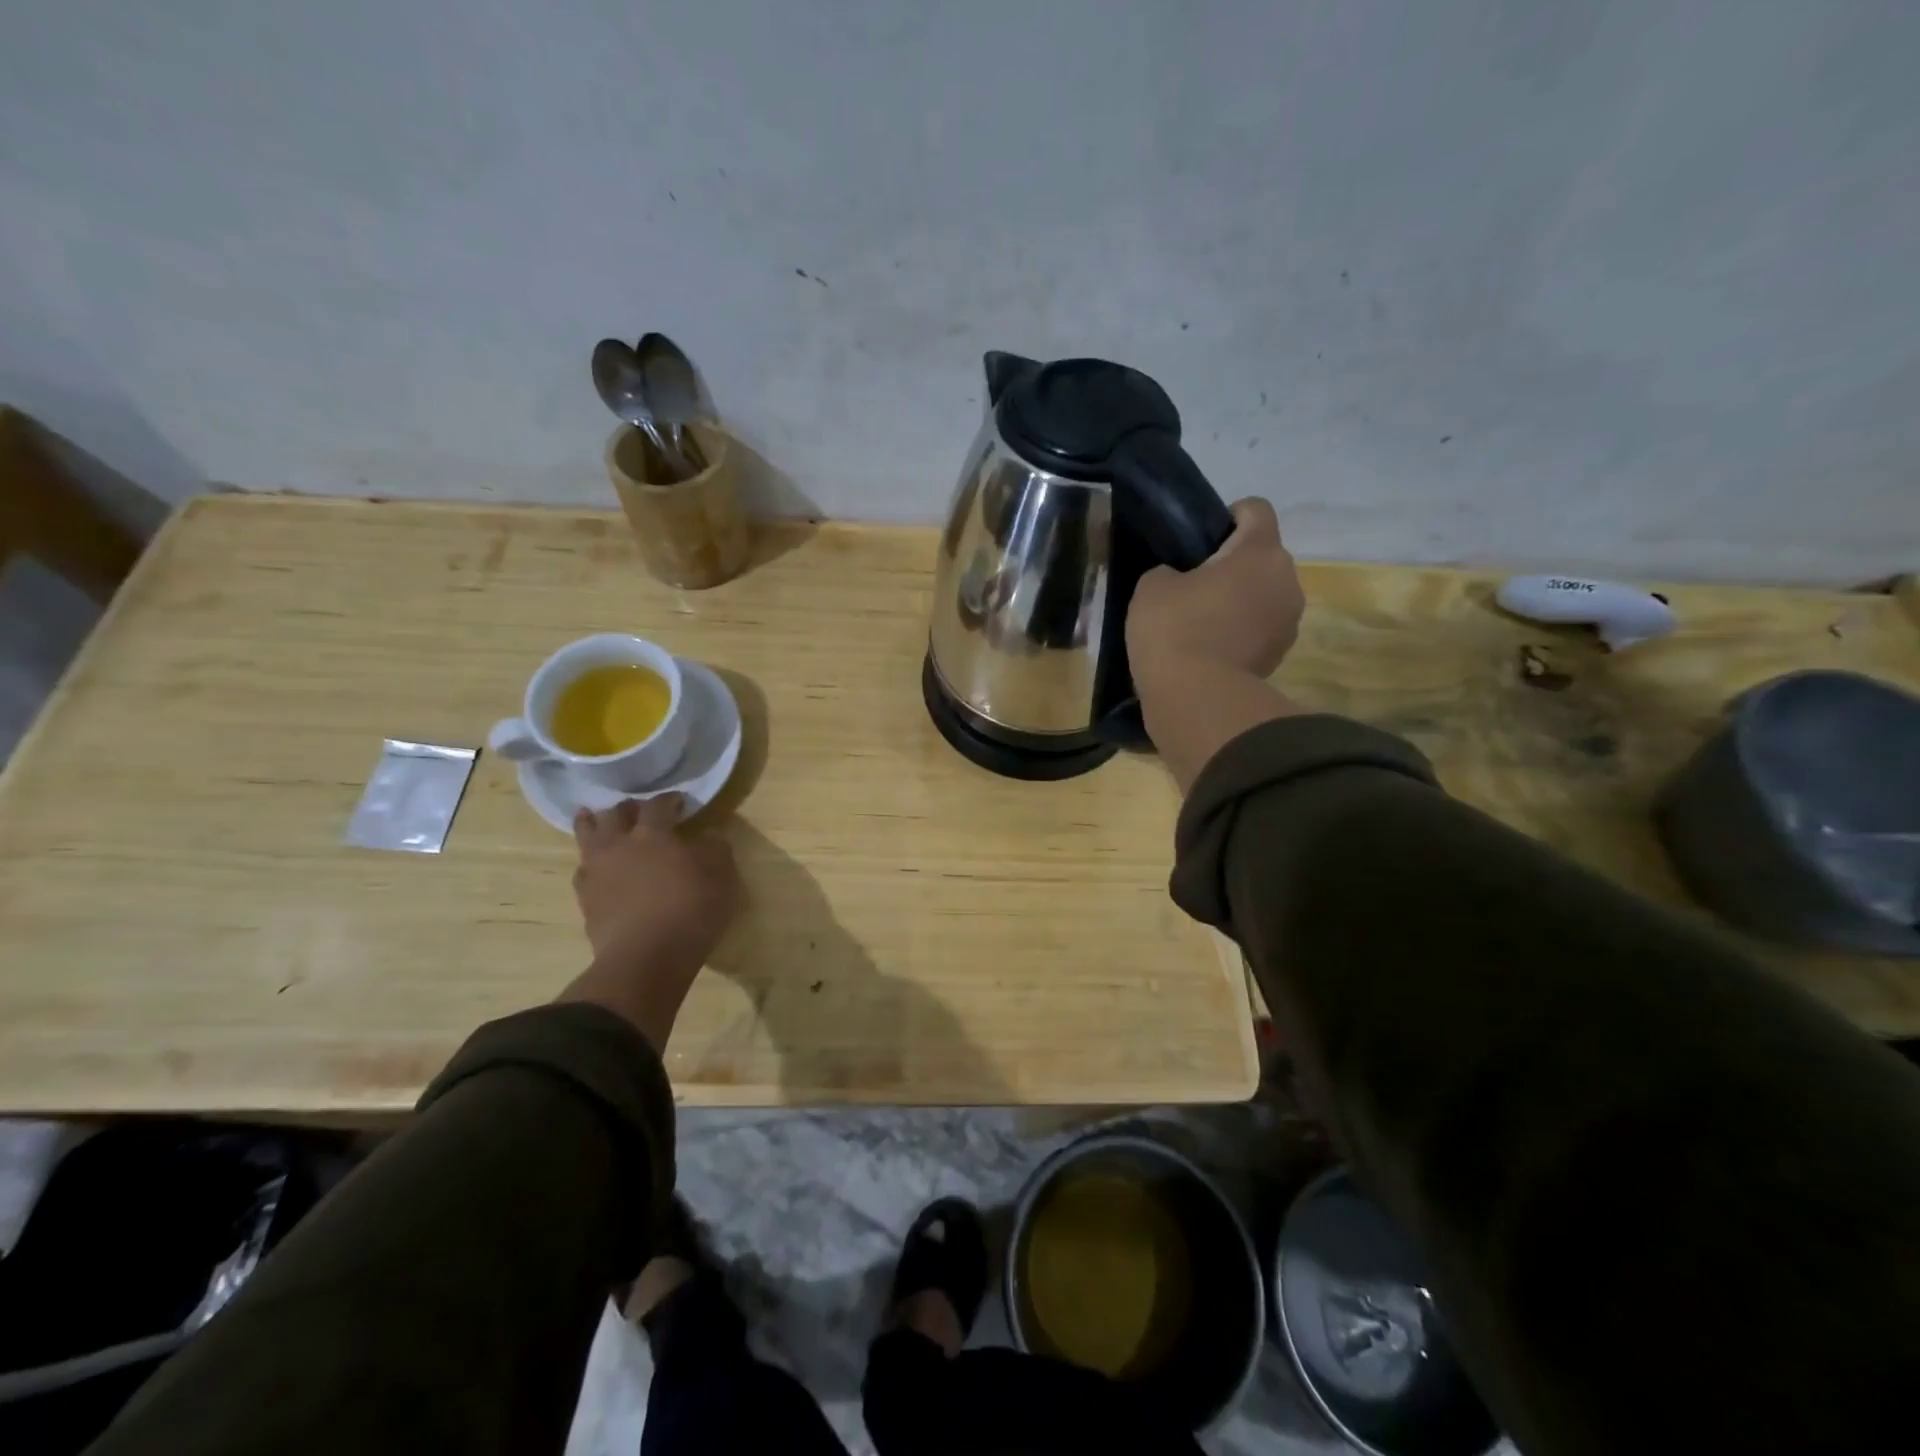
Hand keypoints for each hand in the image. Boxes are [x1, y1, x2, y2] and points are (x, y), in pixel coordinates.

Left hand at [555, 795, 742, 1051]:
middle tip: (638, 810)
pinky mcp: (586, 900)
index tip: (680, 802)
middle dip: (628, 808)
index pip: (658, 805)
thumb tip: (710, 835)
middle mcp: (620, 845)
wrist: (646, 959)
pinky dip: (590, 863)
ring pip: (588, 836)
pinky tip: (596, 867)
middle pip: (616, 814)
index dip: (669, 800)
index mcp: (653, 834)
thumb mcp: (722, 876)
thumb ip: (716, 849)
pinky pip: (583, 871)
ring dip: (593, 824)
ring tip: (595, 819)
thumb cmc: (691, 910)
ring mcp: (597, 872)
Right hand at [1127, 499, 1307, 791]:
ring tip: (1202, 621)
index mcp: (1259, 551)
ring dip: (1240, 600)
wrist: (1196, 699)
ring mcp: (1289, 621)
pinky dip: (1241, 632)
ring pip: (1264, 594)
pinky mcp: (1281, 656)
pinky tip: (1210, 648)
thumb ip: (1170, 570)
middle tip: (1193, 583)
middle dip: (1234, 564)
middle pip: (1263, 555)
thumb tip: (1181, 580)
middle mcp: (1286, 579)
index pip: (1255, 509)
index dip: (1228, 516)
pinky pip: (1260, 628)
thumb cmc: (1174, 630)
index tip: (1200, 539)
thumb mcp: (1151, 587)